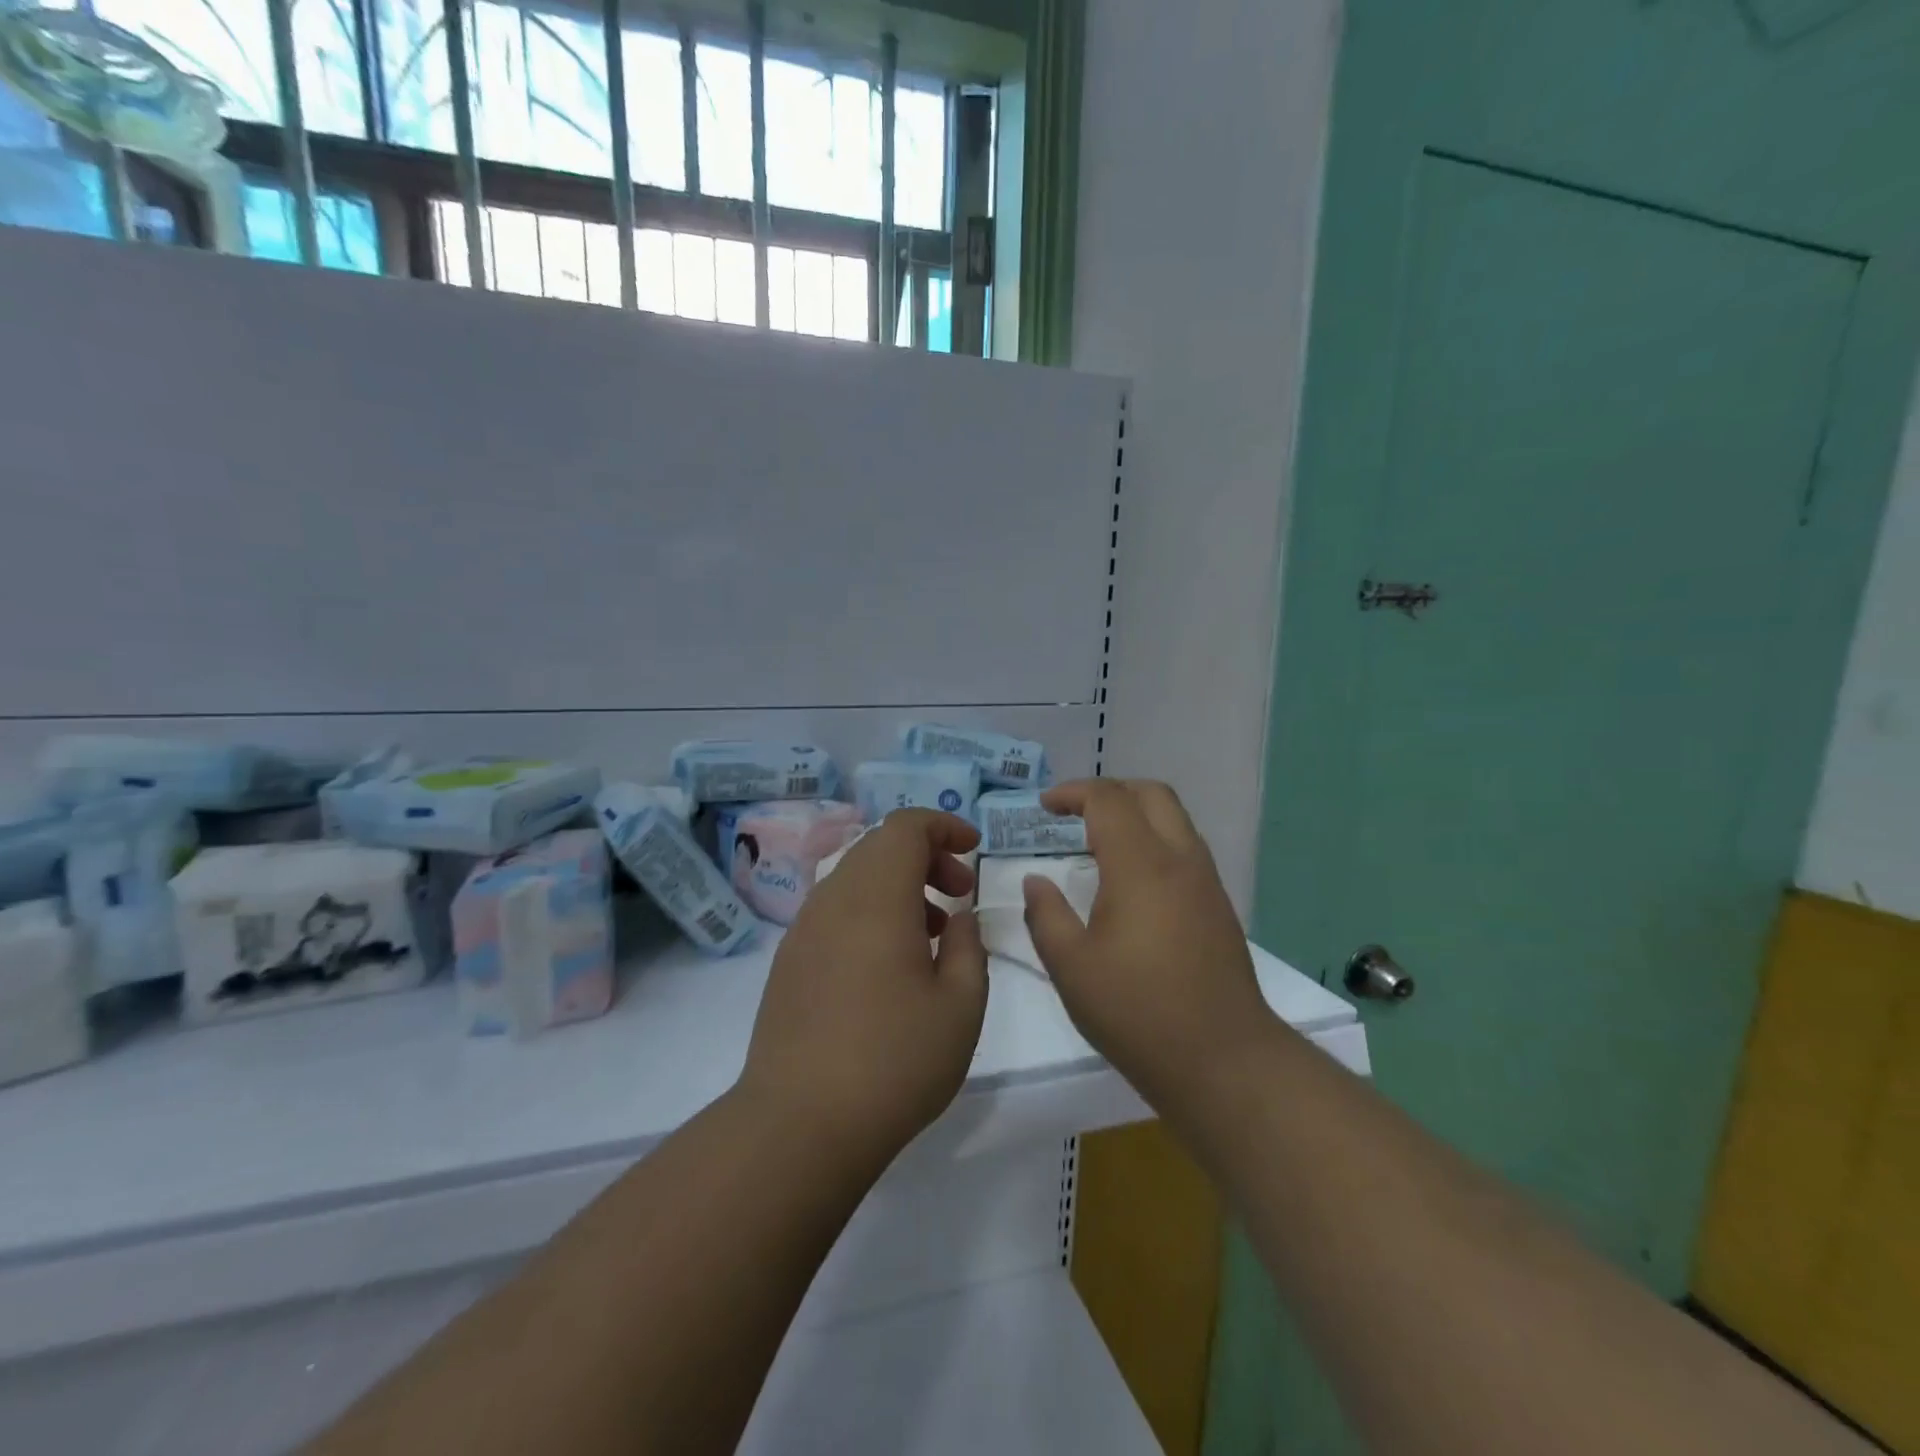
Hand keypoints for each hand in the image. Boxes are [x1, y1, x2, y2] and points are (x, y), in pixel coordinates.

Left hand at [737, 810, 987, 1169]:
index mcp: (876, 896)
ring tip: (931, 932)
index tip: (974, 850)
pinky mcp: (789, 960)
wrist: (799, 1125)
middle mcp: (833, 898)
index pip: (905, 826)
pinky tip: (889, 964)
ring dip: (898, 886)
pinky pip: (835, 910)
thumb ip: (967, 946)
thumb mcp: (960, 1005)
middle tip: (959, 893)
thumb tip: (959, 917)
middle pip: (879, 846)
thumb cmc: (894, 1061)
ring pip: (856, 878)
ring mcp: (804, 929)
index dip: (944, 826)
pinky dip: (870, 911)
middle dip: (926, 856)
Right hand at [1021, 780, 1272, 1108]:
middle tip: (1074, 812)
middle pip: (1151, 794)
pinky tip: (1131, 879)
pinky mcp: (1218, 906)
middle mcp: (1180, 859)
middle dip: (1109, 791)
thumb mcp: (1071, 967)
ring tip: (1099, 841)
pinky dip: (1154, 839)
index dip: (1072, 793)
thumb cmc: (1137, 1012)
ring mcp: (1206, 882)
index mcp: (1140, 865)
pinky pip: (1185, 848)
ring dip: (1136, 813)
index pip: (1108, 800)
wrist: (1223, 1060)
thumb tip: (1036, 881)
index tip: (1044, 807)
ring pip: (1175, 818)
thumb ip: (1046, 915)